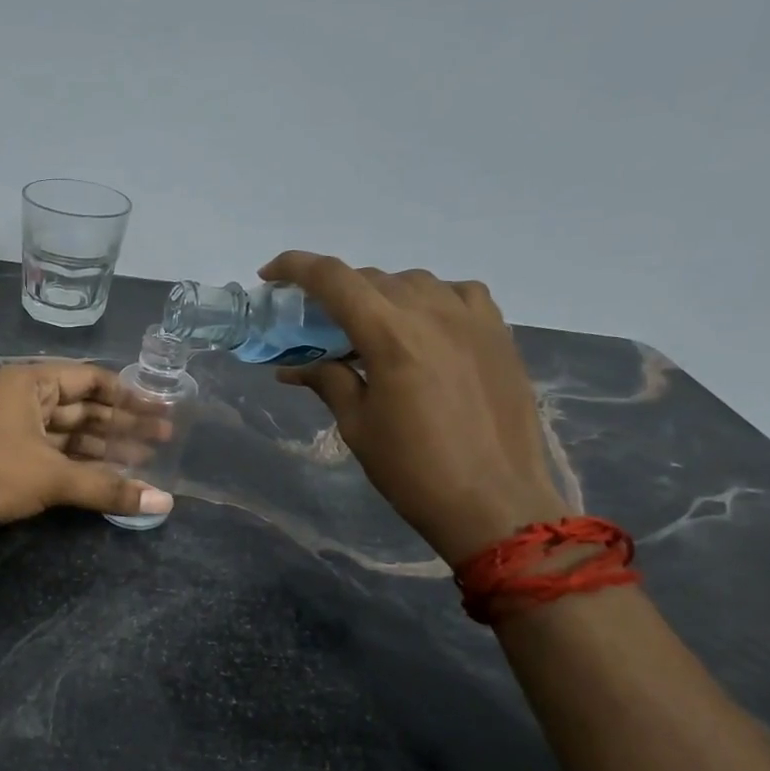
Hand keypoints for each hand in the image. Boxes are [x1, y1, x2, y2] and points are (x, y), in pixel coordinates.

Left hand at [0, 361, 172, 553]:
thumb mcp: (54, 477)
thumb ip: (109, 487)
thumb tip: (164, 502)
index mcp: (32, 383)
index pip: (92, 379)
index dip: (129, 396)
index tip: (161, 412)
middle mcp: (24, 399)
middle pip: (84, 408)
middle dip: (122, 425)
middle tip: (164, 441)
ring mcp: (15, 430)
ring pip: (70, 435)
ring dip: (105, 449)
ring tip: (147, 463)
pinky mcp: (9, 460)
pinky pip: (55, 456)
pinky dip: (82, 466)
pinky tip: (111, 479)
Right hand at [259, 253, 567, 563]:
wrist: (496, 503)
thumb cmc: (414, 470)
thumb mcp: (358, 426)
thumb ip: (328, 381)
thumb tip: (293, 367)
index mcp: (390, 335)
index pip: (333, 279)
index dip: (295, 267)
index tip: (270, 275)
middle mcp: (433, 312)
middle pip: (371, 278)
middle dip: (335, 292)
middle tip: (316, 322)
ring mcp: (473, 319)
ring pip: (415, 282)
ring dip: (381, 295)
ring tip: (369, 327)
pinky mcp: (499, 334)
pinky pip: (458, 294)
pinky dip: (431, 299)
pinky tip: (425, 326)